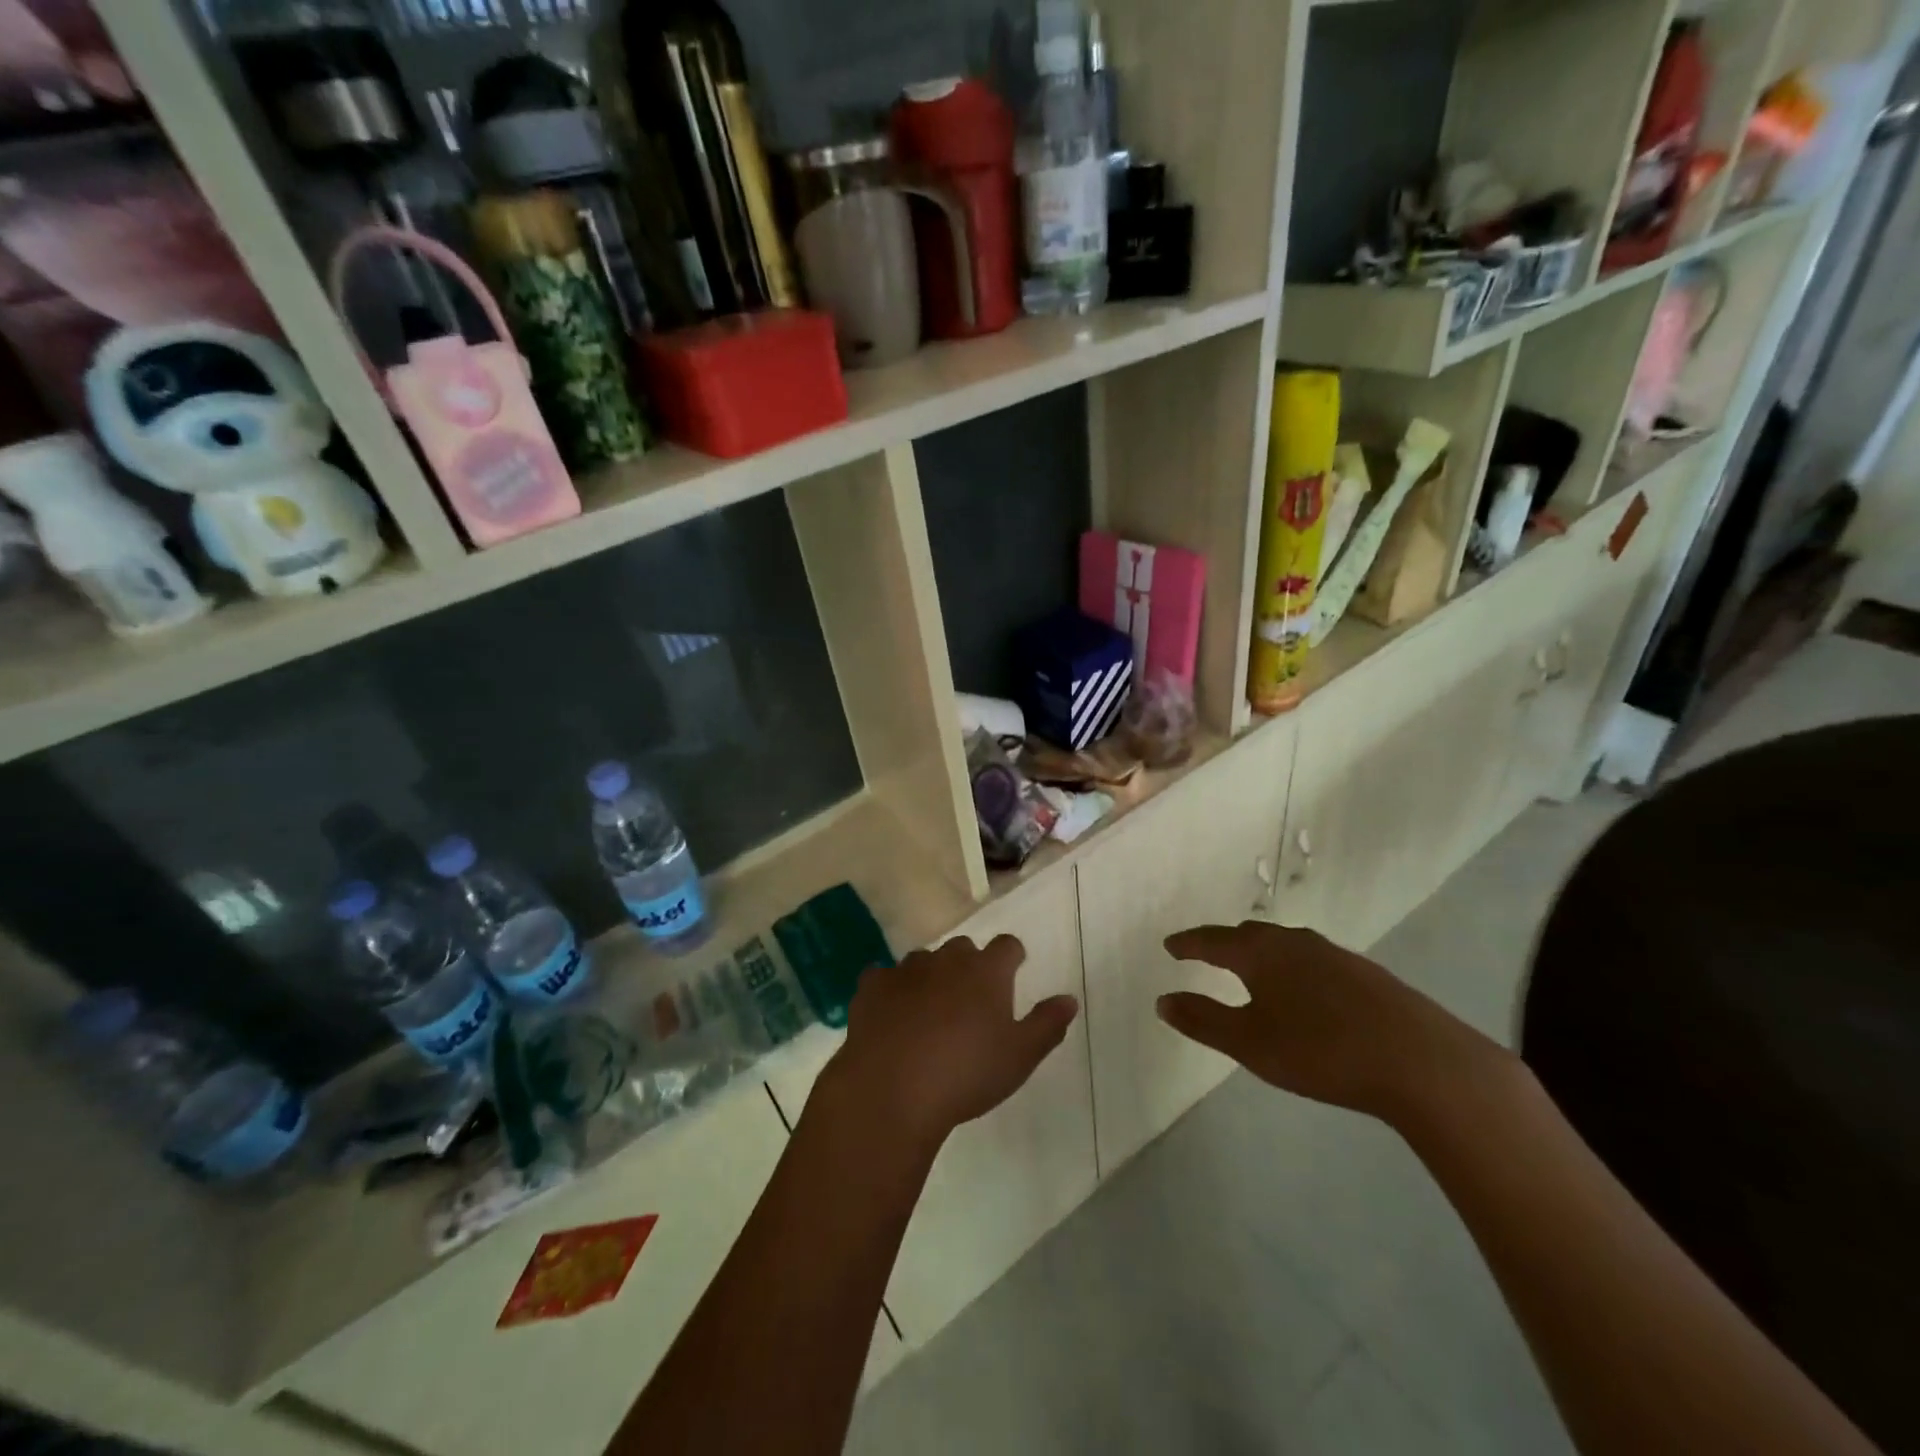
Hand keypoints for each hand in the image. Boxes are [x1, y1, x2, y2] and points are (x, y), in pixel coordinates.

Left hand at [818, 936, 1079, 1151]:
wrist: (892, 1089)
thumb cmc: (966, 1074)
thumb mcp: (1020, 1057)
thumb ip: (1047, 1024)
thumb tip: (1069, 999)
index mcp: (986, 971)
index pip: (1007, 945)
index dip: (1012, 957)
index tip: (1013, 971)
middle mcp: (947, 959)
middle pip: (963, 949)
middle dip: (969, 966)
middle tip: (970, 1000)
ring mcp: (906, 970)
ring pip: (923, 961)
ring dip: (930, 977)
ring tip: (929, 1011)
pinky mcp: (872, 986)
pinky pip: (883, 978)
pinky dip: (890, 991)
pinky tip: (890, 1015)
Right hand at [1157, 921, 1509, 1124]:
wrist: (1421, 1062)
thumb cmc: (1321, 1050)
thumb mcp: (1250, 1042)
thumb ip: (1203, 1020)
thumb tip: (1162, 1000)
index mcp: (1261, 953)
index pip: (1213, 940)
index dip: (1189, 944)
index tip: (1170, 946)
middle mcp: (1295, 943)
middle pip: (1250, 935)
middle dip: (1224, 943)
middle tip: (1206, 953)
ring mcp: (1335, 955)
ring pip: (1285, 945)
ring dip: (1261, 953)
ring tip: (1251, 968)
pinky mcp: (1366, 974)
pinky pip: (1313, 960)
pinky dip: (1293, 967)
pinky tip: (1304, 990)